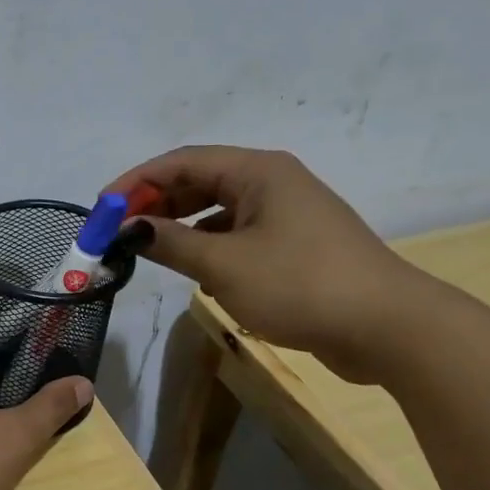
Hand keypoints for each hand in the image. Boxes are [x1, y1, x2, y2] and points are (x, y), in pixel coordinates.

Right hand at [104, 147, 432, 381]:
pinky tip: (195, 272)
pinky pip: (237, 235)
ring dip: (180, 226)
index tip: (101, 209)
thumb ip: (169, 243)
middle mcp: (272, 183)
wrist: (388, 328)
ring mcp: (286, 214)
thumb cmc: (300, 284)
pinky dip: (208, 246)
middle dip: (155, 204)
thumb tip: (129, 229)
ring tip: (149, 251)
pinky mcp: (294, 246)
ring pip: (217, 210)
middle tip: (119, 232)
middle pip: (198, 181)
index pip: (181, 161)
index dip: (135, 182)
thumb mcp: (223, 265)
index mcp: (257, 171)